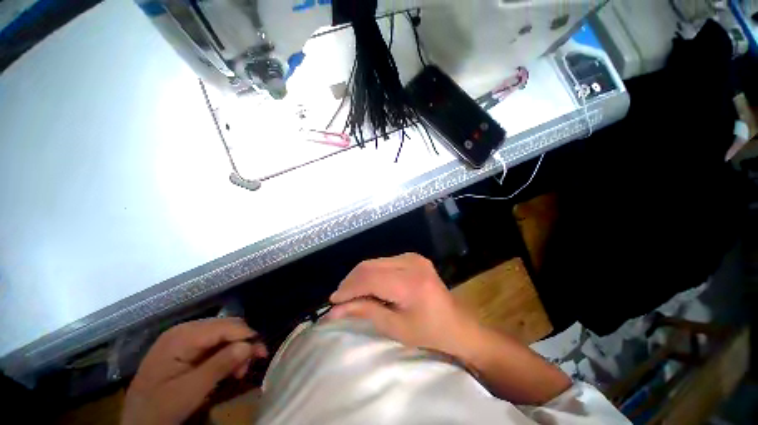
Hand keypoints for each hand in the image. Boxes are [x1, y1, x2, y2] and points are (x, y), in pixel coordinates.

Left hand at [121, 318, 266, 424]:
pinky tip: (228, 367)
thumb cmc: (161, 407)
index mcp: (182, 337)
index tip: (261, 353)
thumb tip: (249, 345)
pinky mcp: (184, 346)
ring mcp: (183, 337)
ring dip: (235, 349)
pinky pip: (212, 342)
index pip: (224, 327)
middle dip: (242, 343)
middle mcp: (184, 330)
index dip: (246, 336)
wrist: (137, 421)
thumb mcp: (191, 391)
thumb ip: (220, 365)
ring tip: (239, 369)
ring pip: (222, 333)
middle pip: (225, 326)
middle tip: (251, 363)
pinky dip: (225, 353)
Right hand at [327, 253, 480, 360]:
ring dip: (359, 277)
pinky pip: (383, 262)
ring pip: (374, 262)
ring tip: (350, 294)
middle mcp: (411, 262)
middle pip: (370, 266)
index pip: (369, 278)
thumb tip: (335, 310)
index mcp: (410, 282)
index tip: (332, 302)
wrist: (458, 324)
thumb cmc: (429, 333)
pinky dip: (371, 273)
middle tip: (339, 299)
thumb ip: (365, 312)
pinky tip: (367, 286)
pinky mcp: (413, 257)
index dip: (348, 288)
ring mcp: (413, 257)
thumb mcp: (395, 328)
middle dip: (351, 282)